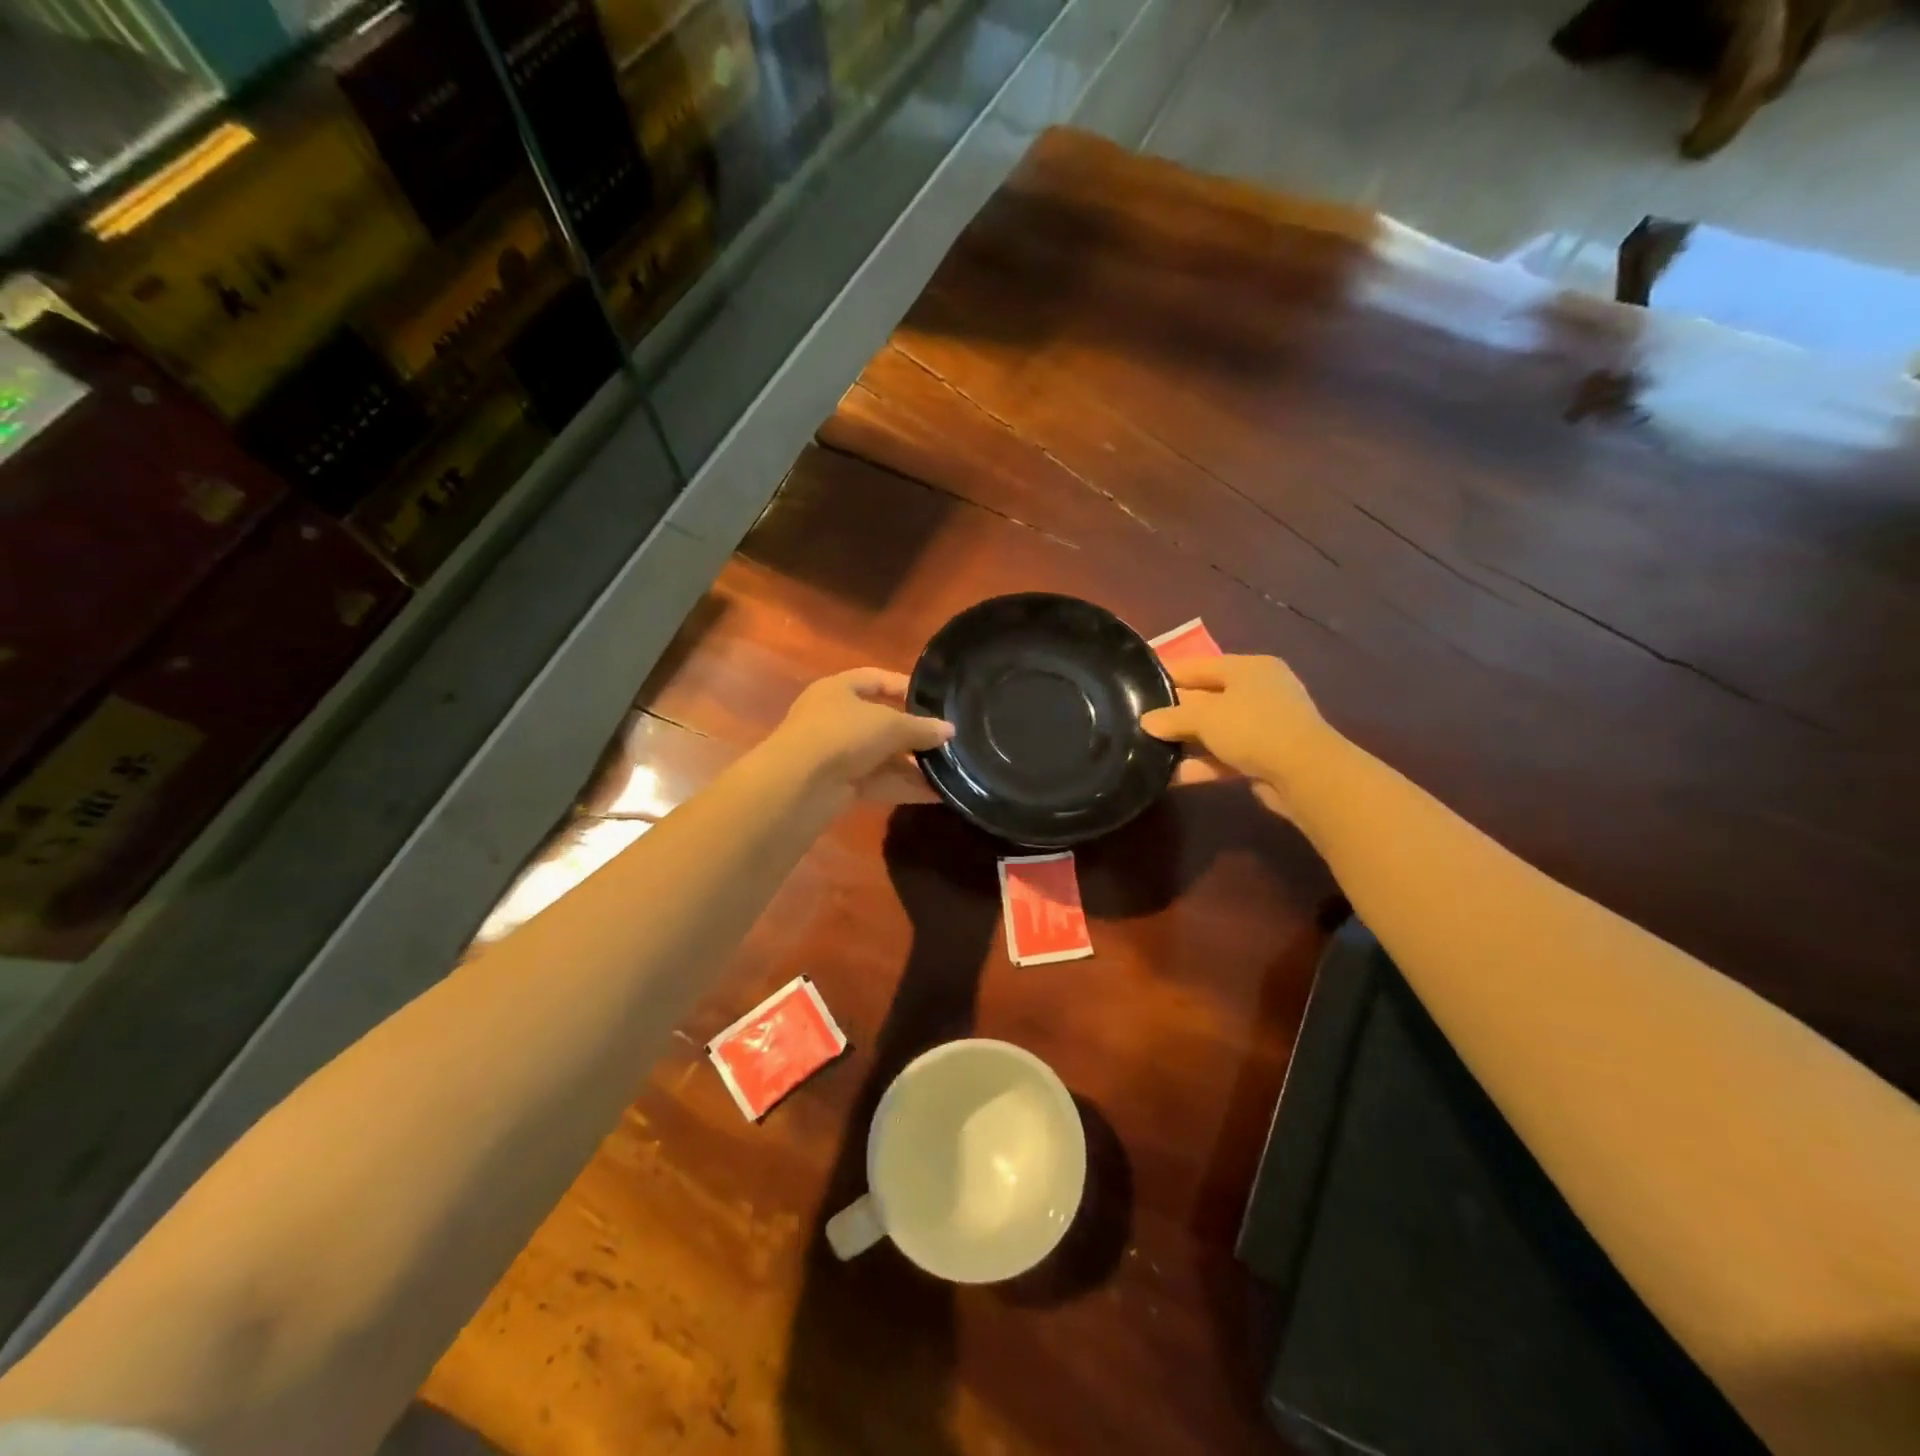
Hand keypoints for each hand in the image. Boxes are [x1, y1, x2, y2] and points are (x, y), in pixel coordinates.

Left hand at [768, 668, 953, 805]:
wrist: (799, 785)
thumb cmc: (842, 735)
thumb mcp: (889, 725)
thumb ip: (921, 727)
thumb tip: (950, 730)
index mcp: (839, 689)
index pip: (875, 678)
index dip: (904, 686)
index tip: (935, 699)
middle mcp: (835, 718)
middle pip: (882, 722)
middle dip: (914, 733)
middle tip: (948, 741)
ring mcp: (836, 754)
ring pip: (882, 756)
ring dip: (914, 765)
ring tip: (951, 770)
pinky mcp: (841, 786)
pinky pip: (880, 782)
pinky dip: (905, 786)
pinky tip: (938, 793)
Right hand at [1141, 655, 1330, 818]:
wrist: (1306, 774)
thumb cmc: (1254, 728)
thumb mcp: (1205, 716)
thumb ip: (1173, 717)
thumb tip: (1147, 721)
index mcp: (1248, 668)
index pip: (1198, 665)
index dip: (1167, 673)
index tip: (1137, 683)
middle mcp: (1258, 691)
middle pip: (1206, 697)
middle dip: (1175, 711)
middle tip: (1139, 720)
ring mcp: (1264, 725)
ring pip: (1215, 729)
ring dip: (1186, 741)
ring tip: (1150, 750)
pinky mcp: (1265, 756)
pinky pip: (1225, 755)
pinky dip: (1202, 764)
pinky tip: (1172, 776)